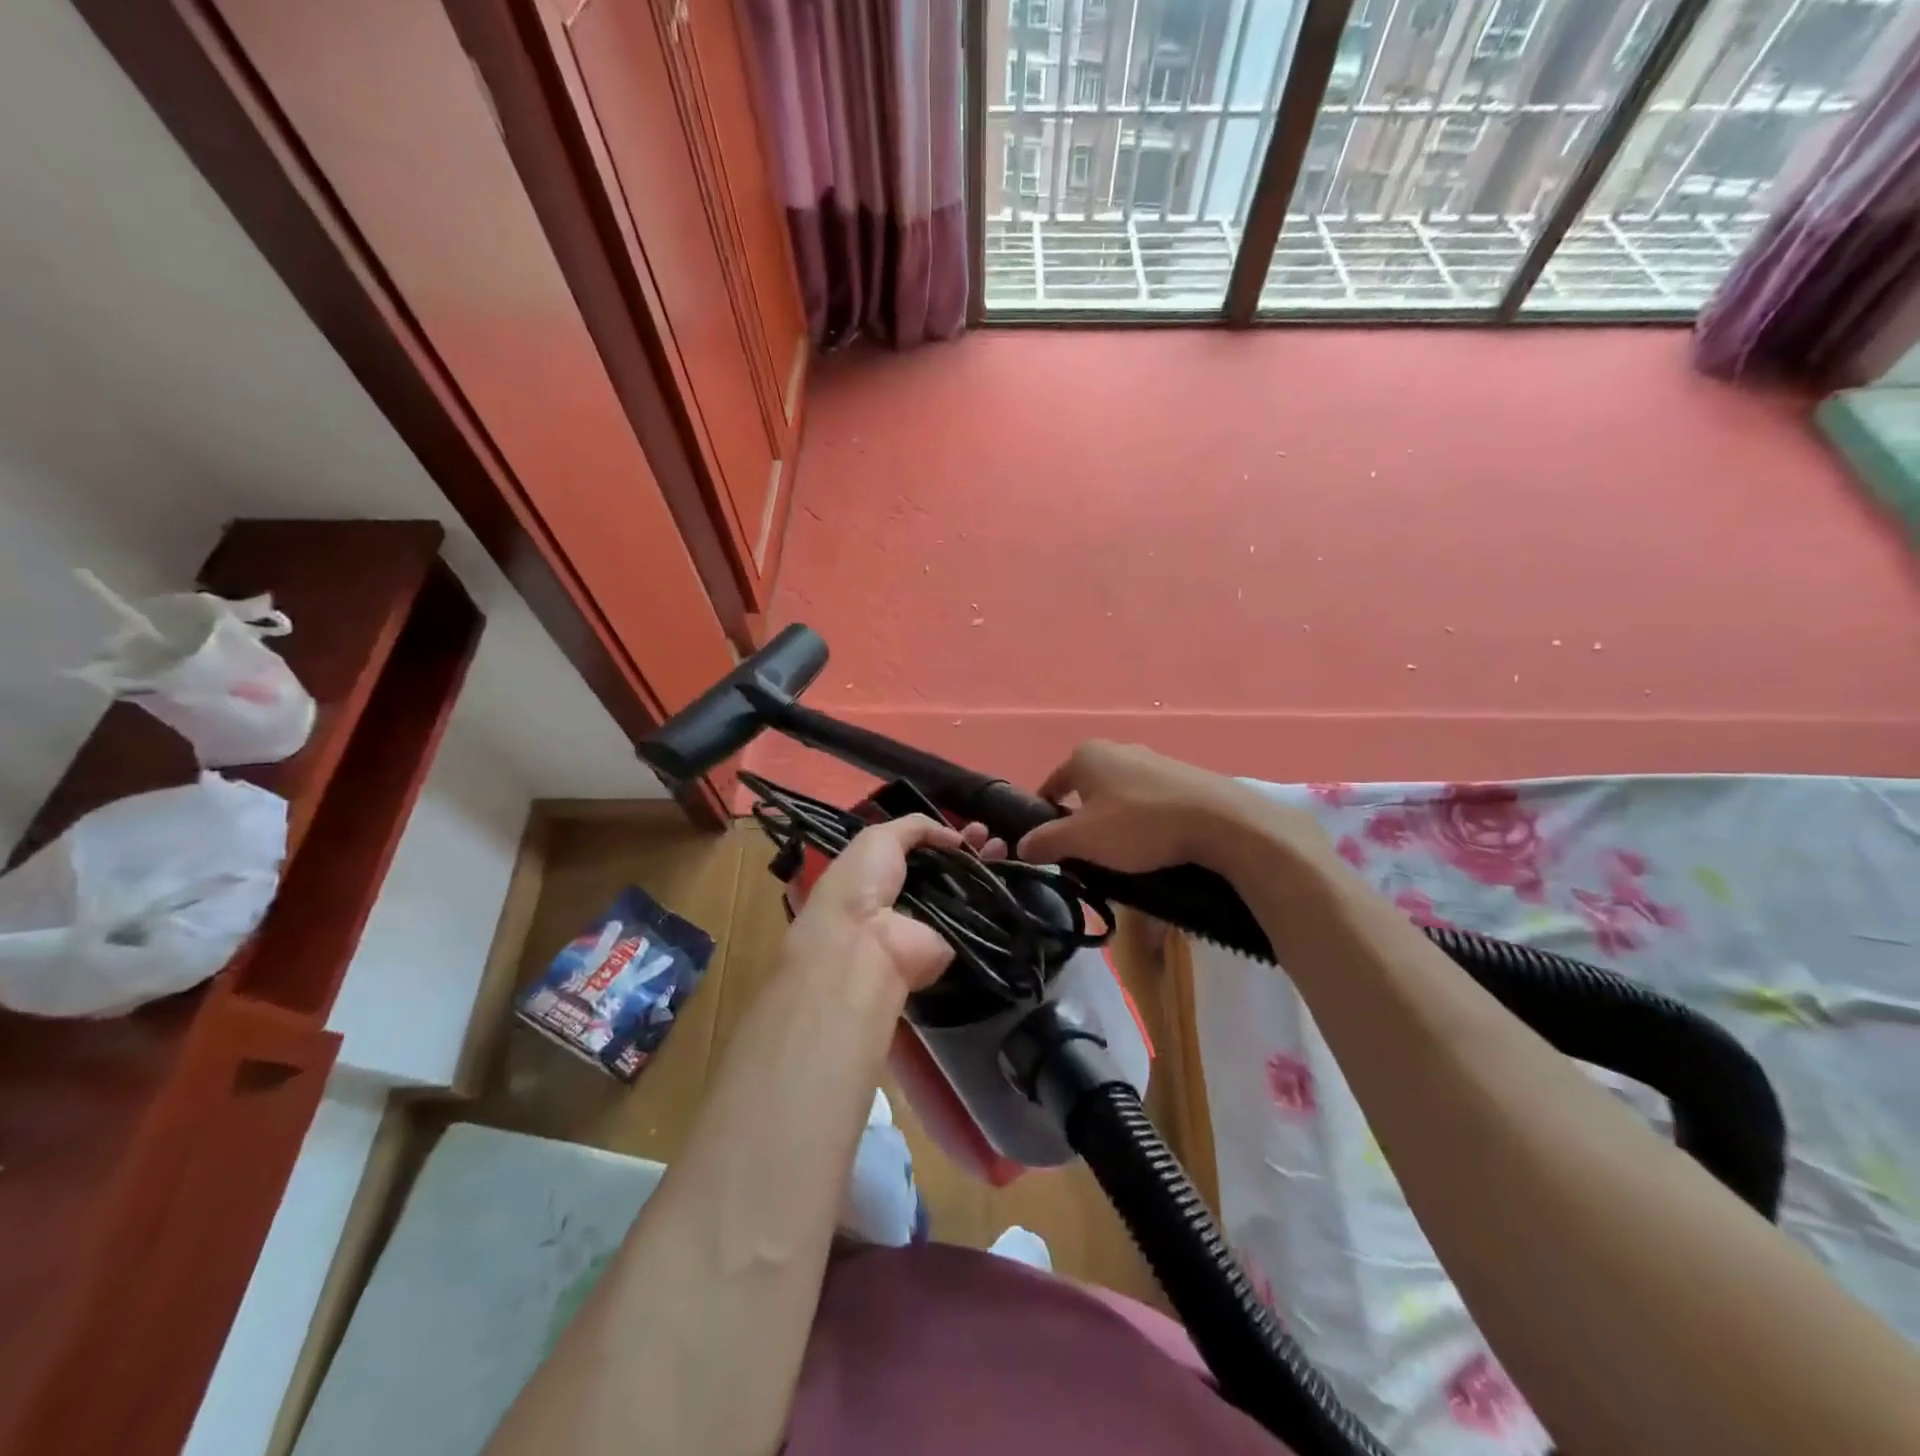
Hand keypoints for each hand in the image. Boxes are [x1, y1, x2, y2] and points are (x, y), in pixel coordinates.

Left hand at [784, 816, 1001, 994]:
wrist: (867, 942)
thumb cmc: (863, 883)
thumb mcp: (878, 838)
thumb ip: (915, 827)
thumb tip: (955, 837)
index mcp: (884, 870)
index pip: (921, 849)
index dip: (944, 834)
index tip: (968, 824)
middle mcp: (909, 894)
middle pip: (947, 867)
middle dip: (969, 848)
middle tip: (988, 834)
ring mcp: (934, 918)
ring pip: (966, 888)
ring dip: (986, 866)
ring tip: (1002, 846)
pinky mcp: (954, 940)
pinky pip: (978, 913)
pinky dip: (994, 894)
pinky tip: (1009, 871)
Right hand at [1017, 740, 1324, 874]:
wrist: (1219, 821)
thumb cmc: (1139, 825)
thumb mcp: (1084, 839)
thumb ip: (1047, 841)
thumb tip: (1021, 846)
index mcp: (1086, 755)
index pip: (1051, 786)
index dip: (1045, 817)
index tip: (1051, 848)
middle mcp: (1116, 748)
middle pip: (1085, 790)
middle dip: (1081, 820)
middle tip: (1087, 854)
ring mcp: (1152, 758)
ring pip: (1117, 795)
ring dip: (1113, 821)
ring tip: (1122, 854)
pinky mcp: (1180, 775)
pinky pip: (1147, 799)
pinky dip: (1142, 819)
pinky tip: (1152, 843)